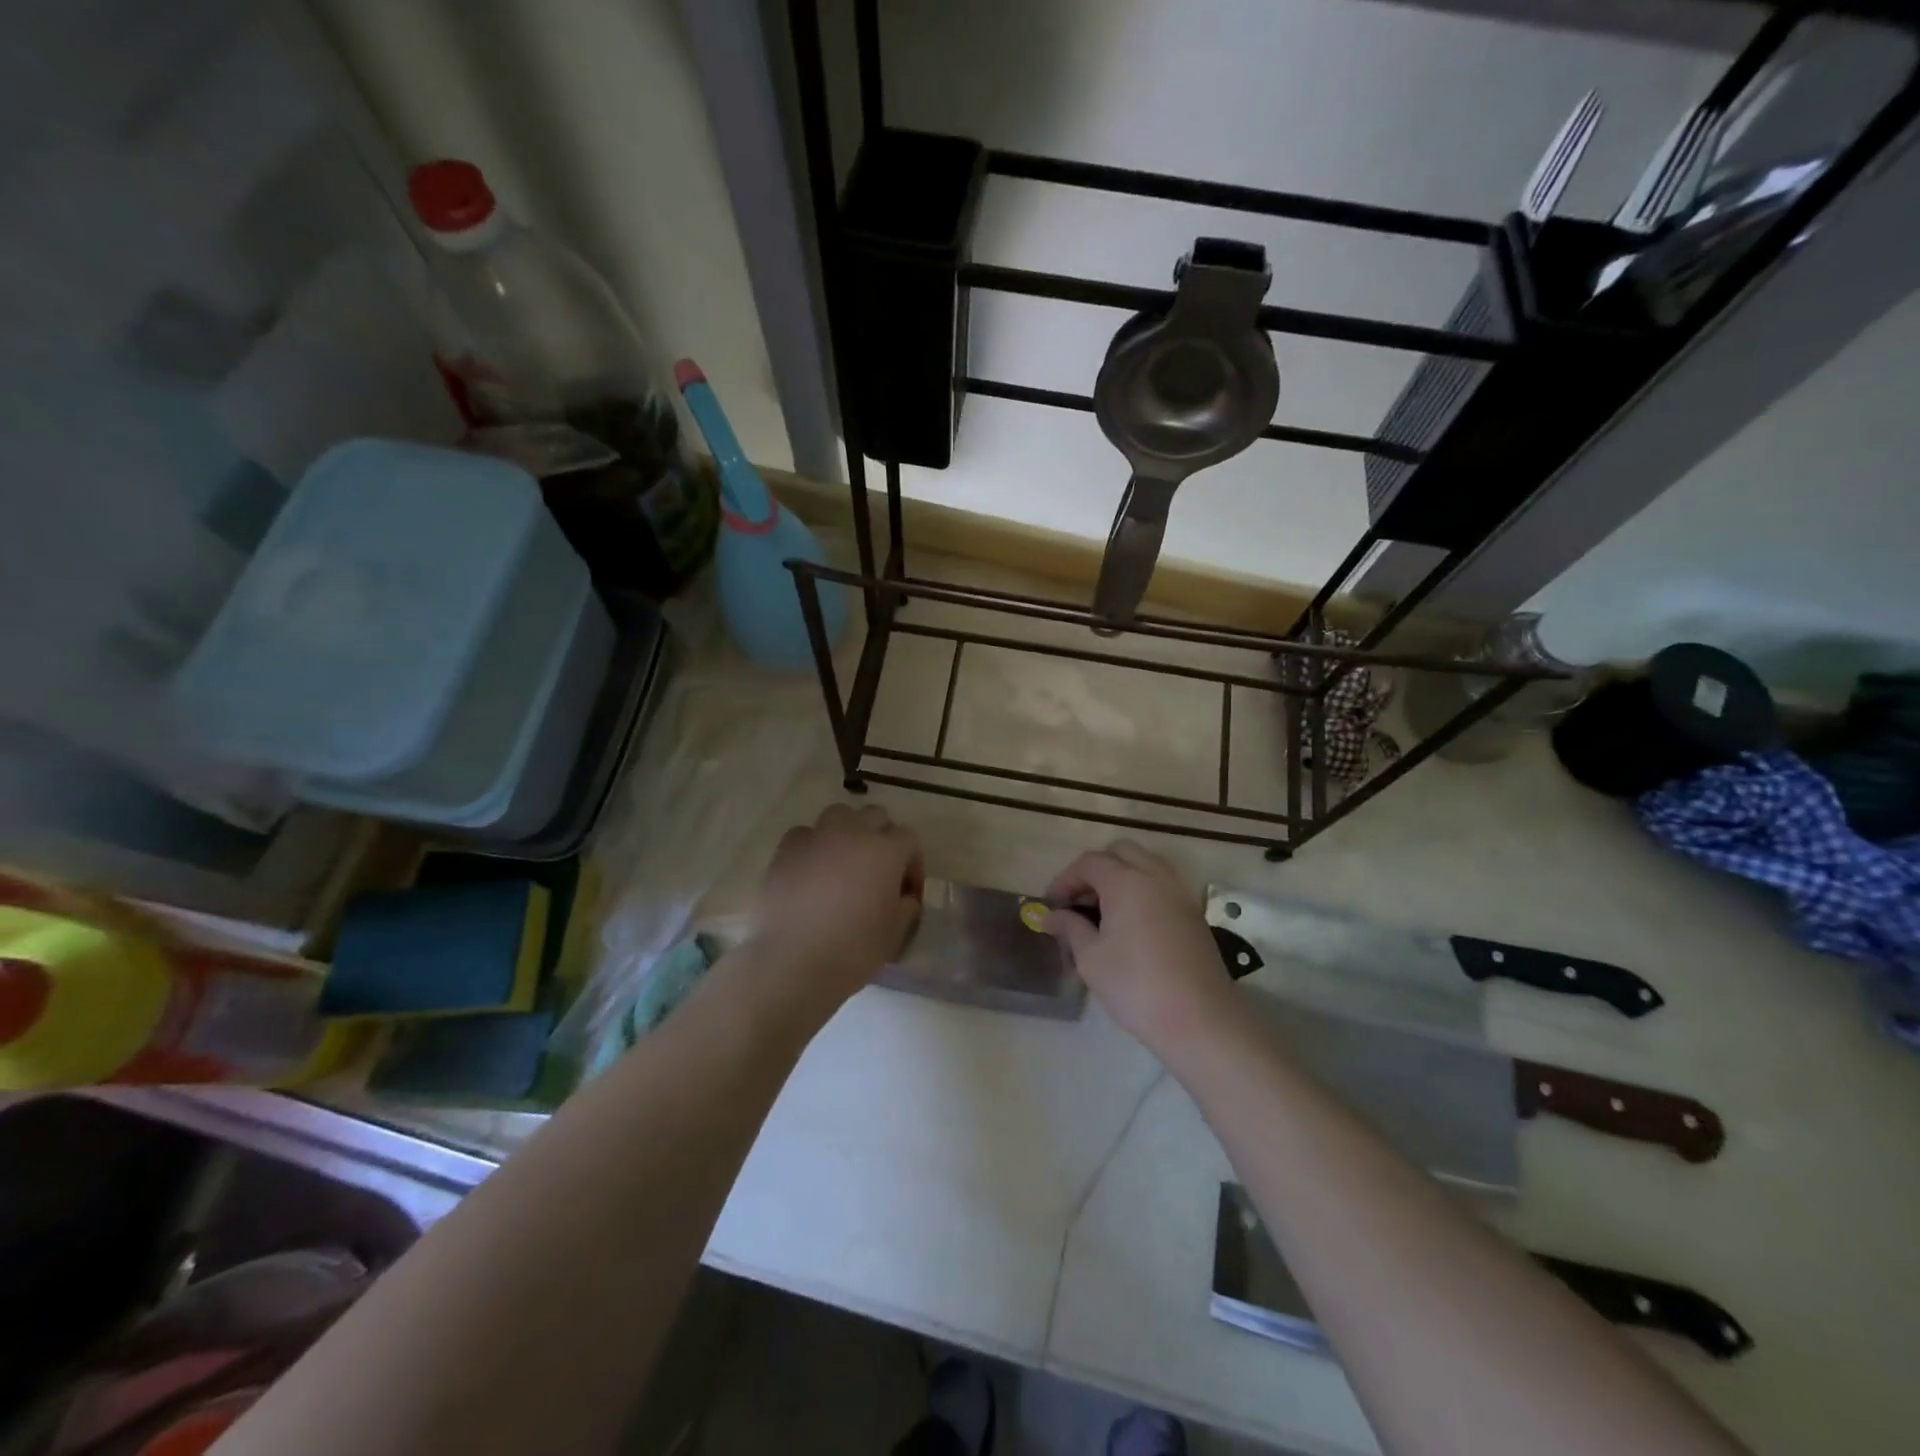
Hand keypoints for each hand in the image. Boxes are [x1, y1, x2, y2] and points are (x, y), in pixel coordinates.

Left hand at [748, 803, 923, 1009]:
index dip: (912, 863)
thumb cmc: (853, 950)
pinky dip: (813, 846)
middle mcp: (853, 833)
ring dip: (848, 831)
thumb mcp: (894, 933)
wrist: (793, 962)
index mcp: (886, 851)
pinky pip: (805, 834)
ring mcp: (817, 837)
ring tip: (844, 862)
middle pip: (875, 816)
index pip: (909, 839)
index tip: (906, 892)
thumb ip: (905, 907)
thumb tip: (903, 898)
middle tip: (878, 871)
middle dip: (882, 837)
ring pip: (839, 815)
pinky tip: (811, 871)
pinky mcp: (786, 850)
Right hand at [1042, 840, 1233, 1061]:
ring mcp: (1179, 892)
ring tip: (1104, 911)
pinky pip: (1162, 883)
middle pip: (1120, 852)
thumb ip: (1070, 927)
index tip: (1051, 905)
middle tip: (1079, 902)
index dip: (1065, 879)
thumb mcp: (1091, 958)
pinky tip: (1130, 924)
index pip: (1089, 862)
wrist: (1199, 1020)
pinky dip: (1142, 889)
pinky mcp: (1193, 911)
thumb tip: (1051, 916)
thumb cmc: (1135, 986)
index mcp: (1126, 881)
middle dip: (1095, 869)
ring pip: (1145, 863)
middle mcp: (1155, 875)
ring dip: (1121, 876)